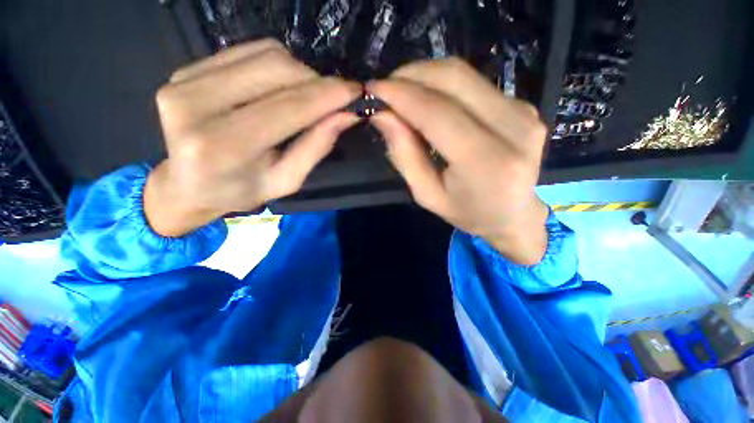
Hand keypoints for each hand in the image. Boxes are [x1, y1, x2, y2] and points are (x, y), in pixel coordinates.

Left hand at [144, 40, 361, 236]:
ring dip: (300, 72)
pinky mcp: (186, 68)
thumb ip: (316, 147)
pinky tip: (284, 85)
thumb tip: (346, 115)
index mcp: (222, 146)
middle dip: (316, 82)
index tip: (356, 92)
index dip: (327, 97)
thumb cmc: (242, 191)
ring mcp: (184, 79)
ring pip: (264, 54)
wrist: (187, 184)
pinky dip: (277, 64)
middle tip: (334, 99)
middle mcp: (195, 105)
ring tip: (310, 96)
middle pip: (276, 71)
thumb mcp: (287, 180)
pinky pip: (247, 51)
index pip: (288, 108)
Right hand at [369, 58, 548, 264]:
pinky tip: (429, 101)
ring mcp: (523, 112)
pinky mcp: (525, 105)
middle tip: (385, 88)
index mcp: (486, 161)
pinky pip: (475, 83)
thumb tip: (382, 114)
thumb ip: (404, 155)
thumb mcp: (427, 195)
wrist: (514, 214)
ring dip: (426, 76)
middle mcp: (513, 128)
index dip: (400, 95)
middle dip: (411, 75)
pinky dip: (444, 86)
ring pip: (464, 74)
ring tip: (402, 93)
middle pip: (453, 79)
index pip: (436, 112)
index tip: (372, 89)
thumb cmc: (467, 212)